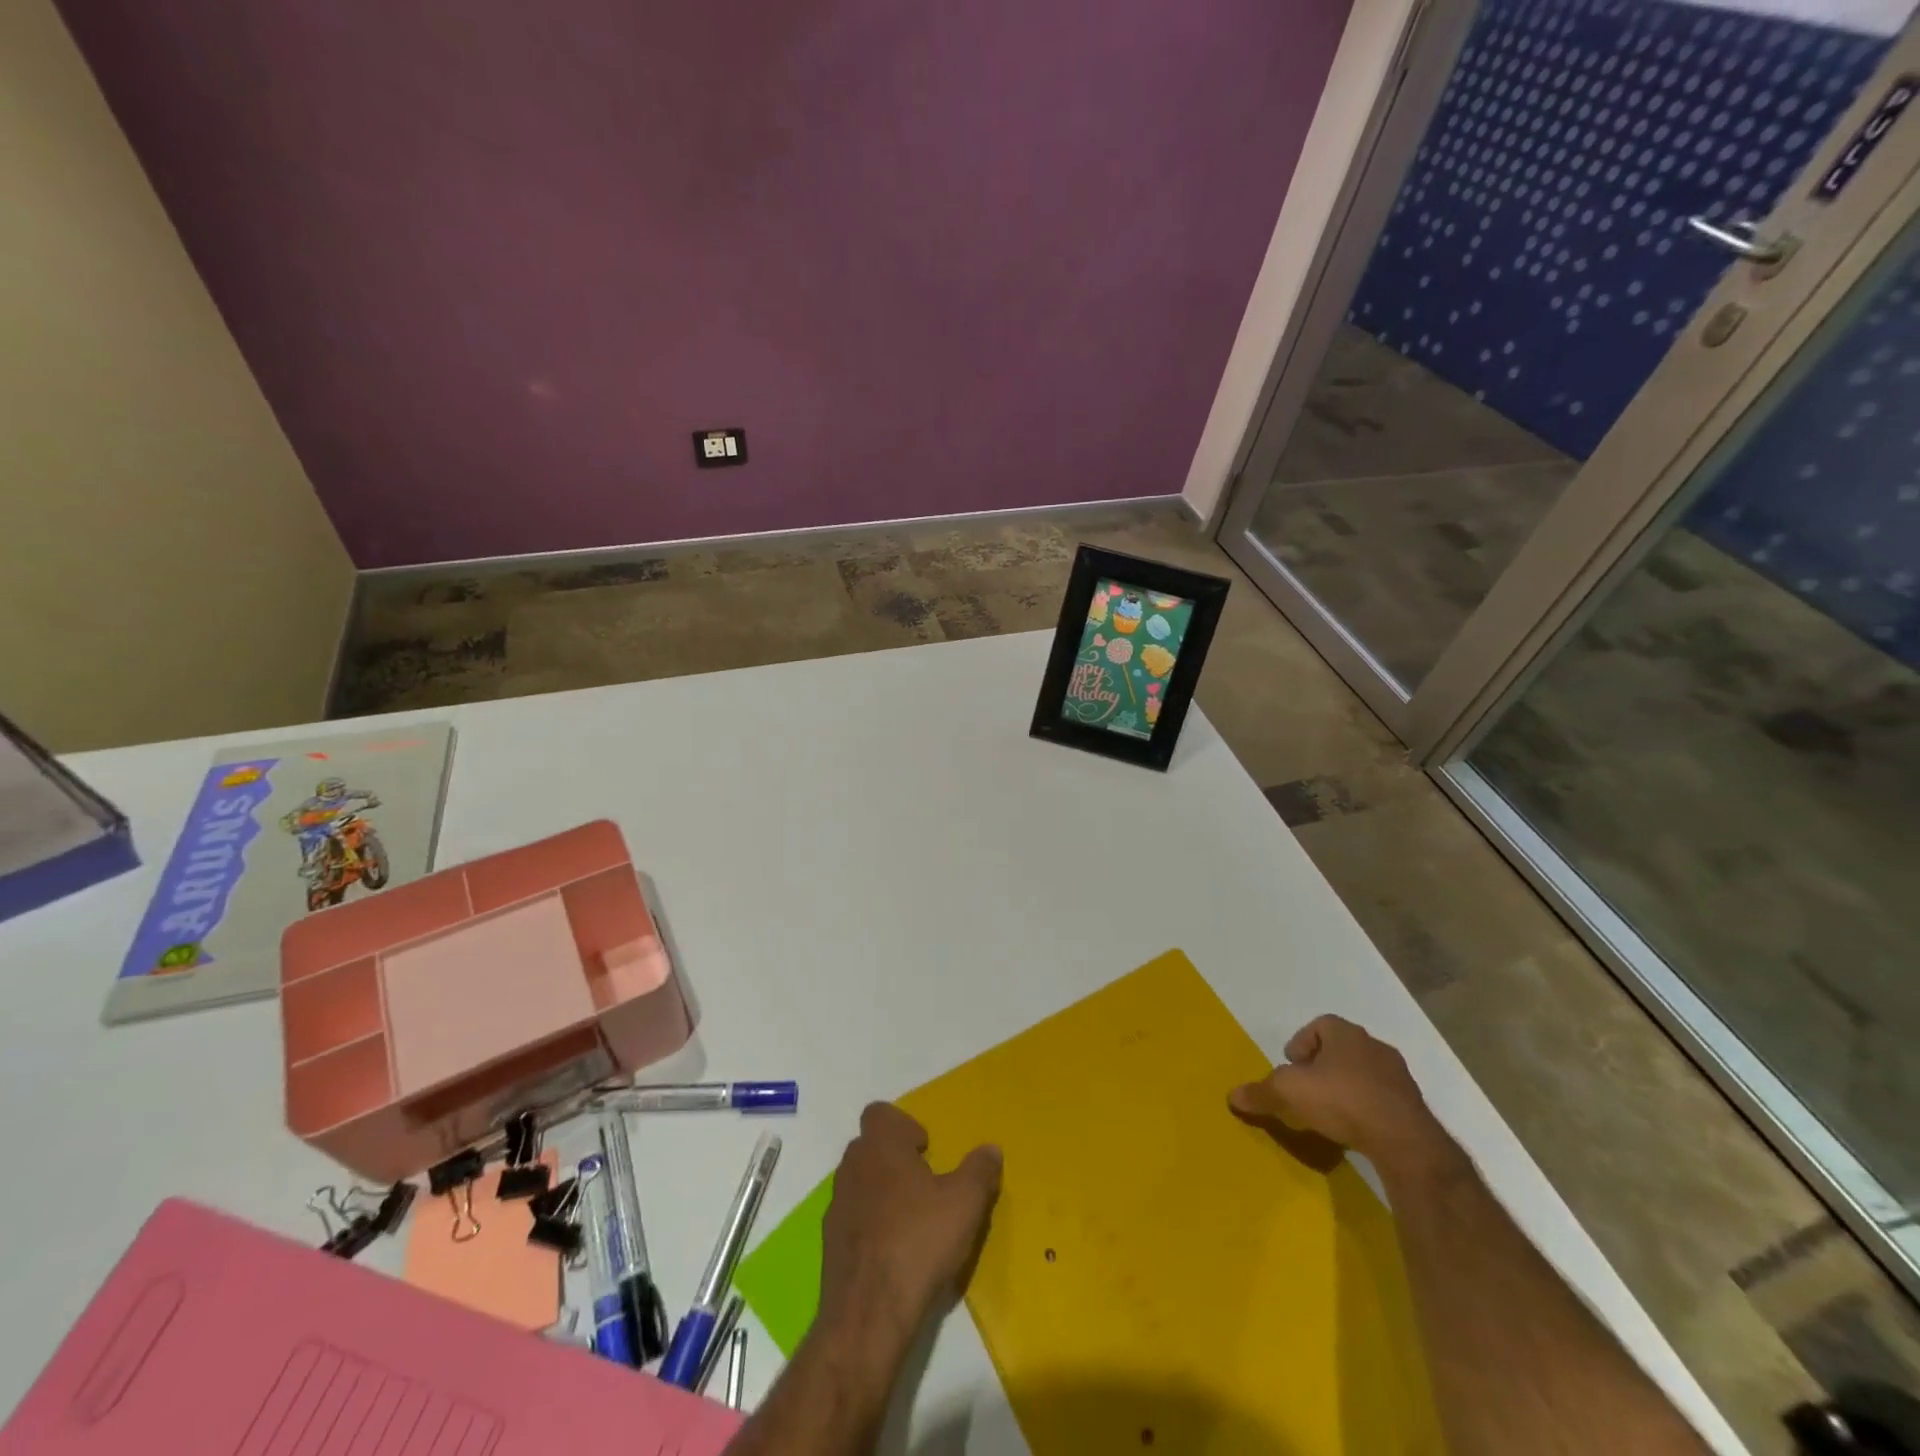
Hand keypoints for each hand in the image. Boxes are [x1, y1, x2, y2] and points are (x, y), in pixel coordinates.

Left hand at [819, 1104, 1001, 1341]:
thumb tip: (990, 1149)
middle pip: (870, 1147)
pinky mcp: (830, 1244)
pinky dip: (871, 1226)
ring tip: (913, 1221)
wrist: (869, 1315)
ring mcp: (837, 1206)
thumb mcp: (966, 1204)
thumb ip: (979, 1170)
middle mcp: (852, 1167)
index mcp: (880, 1146)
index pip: (880, 1113)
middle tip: (925, 1185)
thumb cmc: (919, 1242)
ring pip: (861, 1183)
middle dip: (895, 1159)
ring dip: (882, 1192)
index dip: (903, 1125)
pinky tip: (894, 1253)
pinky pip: (853, 1220)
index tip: (926, 1151)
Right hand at [1229, 1015, 1458, 1178]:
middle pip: (1342, 1048)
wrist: (1404, 1141)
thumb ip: (1260, 1092)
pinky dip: (1368, 1108)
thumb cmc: (1341, 1100)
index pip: (1320, 1025)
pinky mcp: (1414, 1107)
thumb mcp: (1288, 1094)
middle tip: (1307, 1086)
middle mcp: (1374, 1047)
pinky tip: (1356, 1128)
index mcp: (1345, 1034)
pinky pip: (1383, 1099)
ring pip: (1364, 1073)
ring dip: (1347, 1086)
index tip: (1291, 1064)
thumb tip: (1233, 1096)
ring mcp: (1399, 1077)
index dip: (1301, 1042)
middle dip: (1323, 1064)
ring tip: (1331, 1110)